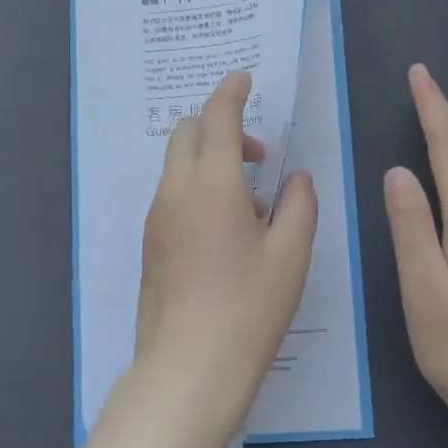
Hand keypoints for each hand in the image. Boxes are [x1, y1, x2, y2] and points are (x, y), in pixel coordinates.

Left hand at [122, 70, 317, 447]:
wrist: (187, 369)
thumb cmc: (248, 309)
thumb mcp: (291, 255)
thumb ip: (299, 204)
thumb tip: (294, 177)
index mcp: (211, 184)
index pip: (216, 117)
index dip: (231, 91)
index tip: (244, 78)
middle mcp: (175, 191)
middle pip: (187, 133)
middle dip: (219, 126)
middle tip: (257, 157)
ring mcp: (155, 218)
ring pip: (176, 165)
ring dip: (209, 160)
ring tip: (250, 203)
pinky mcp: (149, 244)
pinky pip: (172, 195)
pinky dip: (196, 188)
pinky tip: (226, 231)